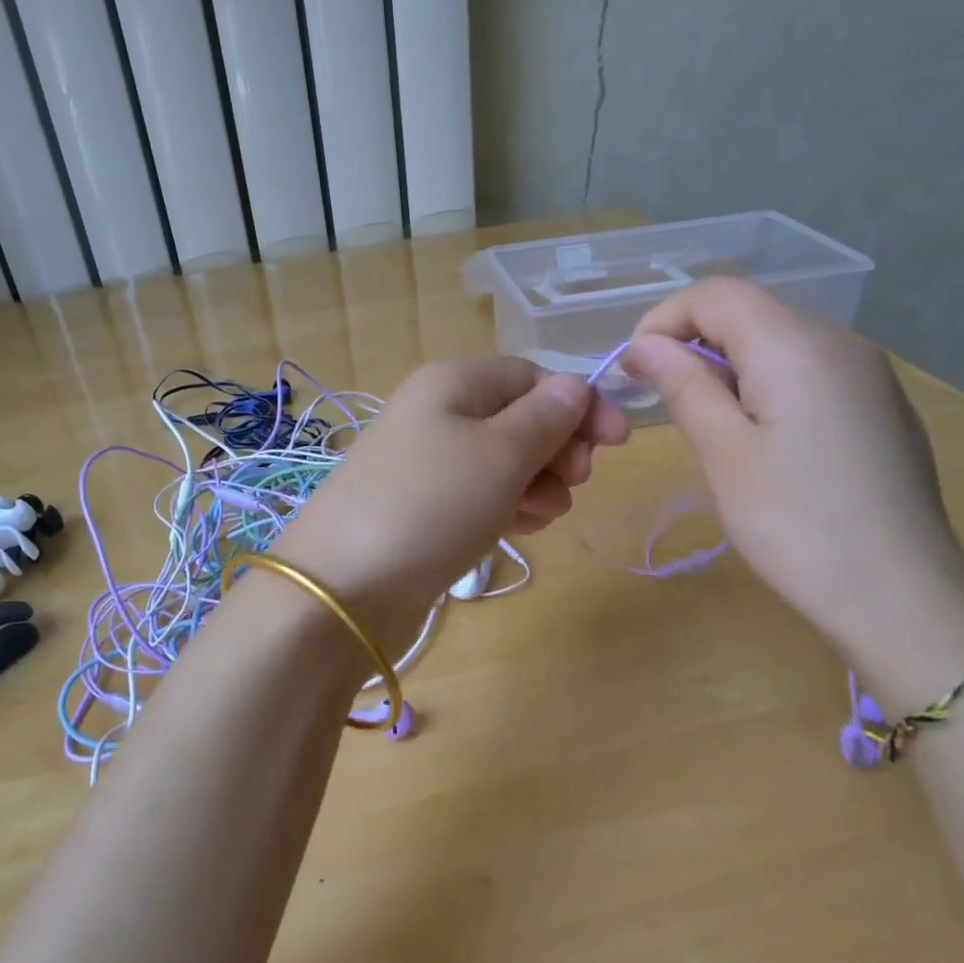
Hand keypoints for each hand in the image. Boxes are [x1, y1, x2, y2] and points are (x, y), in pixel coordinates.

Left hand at [275, 357, 627, 642]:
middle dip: (557, 449)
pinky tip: (516, 529)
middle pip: (520, 418)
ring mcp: (428, 463)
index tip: (618, 443)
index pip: (533, 376)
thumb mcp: (500, 453)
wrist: (345, 586)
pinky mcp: (425, 507)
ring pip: (505, 461)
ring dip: (535, 484)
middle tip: (571, 483)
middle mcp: (438, 413)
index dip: (579, 404)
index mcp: (454, 382)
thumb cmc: (431, 504)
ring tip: (536, 516)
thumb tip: (575, 387)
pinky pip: (481, 494)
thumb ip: (547, 417)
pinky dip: (506, 507)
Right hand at [627, 279, 963, 701]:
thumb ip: (684, 385)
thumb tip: (646, 344)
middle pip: (749, 312)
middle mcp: (840, 342)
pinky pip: (808, 371)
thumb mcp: (723, 453)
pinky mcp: (879, 406)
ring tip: (708, 428)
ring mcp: (867, 374)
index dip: (664, 320)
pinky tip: (762, 442)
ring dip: (727, 367)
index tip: (635, 372)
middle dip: (693, 343)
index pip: (717, 293)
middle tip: (662, 402)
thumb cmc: (796, 524)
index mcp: (797, 345)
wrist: (901, 596)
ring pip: (778, 341)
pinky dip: (766, 385)